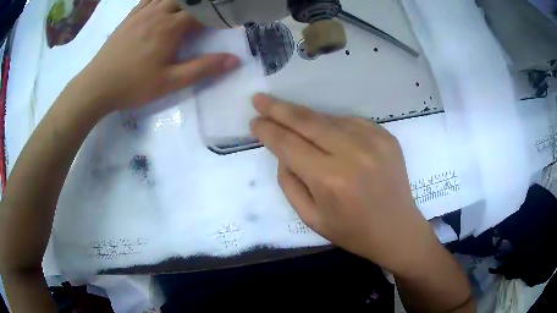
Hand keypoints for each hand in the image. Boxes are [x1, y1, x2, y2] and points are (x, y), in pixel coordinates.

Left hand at [78, 0, 239, 110]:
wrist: (97, 86)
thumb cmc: (133, 85)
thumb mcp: (170, 82)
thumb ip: (202, 69)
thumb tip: (234, 61)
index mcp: (171, 27)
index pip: (203, 12)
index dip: (218, 15)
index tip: (228, 21)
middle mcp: (159, 13)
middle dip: (202, 4)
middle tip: (209, 12)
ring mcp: (142, 12)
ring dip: (182, 1)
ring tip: (190, 8)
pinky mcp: (130, 16)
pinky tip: (164, 3)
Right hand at [250, 94, 438, 274]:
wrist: (397, 229)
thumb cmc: (352, 231)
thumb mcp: (311, 218)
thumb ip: (290, 183)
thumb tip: (283, 153)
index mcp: (330, 179)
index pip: (288, 144)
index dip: (268, 130)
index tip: (254, 121)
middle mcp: (352, 153)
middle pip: (306, 121)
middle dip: (278, 108)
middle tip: (259, 99)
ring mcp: (373, 140)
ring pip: (328, 118)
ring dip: (305, 118)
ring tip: (289, 118)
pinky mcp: (385, 136)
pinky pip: (349, 121)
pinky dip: (332, 124)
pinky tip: (326, 132)